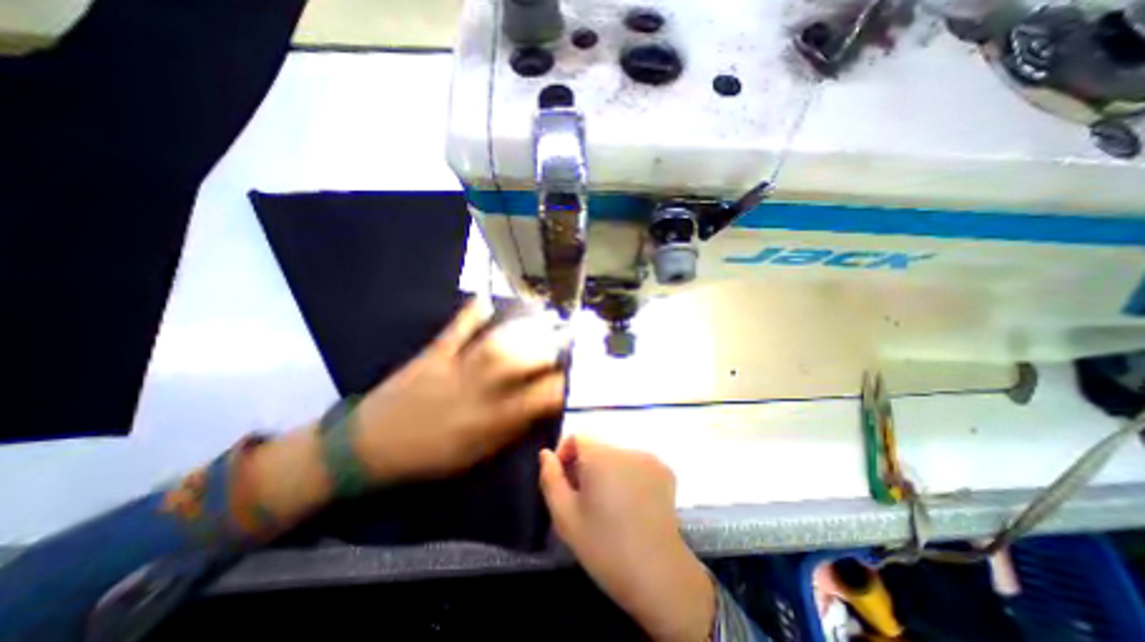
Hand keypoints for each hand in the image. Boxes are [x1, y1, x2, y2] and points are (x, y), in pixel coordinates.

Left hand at [349, 304, 562, 484]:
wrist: (366, 447)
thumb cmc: (428, 457)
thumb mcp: (474, 454)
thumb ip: (509, 431)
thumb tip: (537, 409)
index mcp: (489, 420)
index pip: (537, 399)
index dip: (561, 387)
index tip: (573, 378)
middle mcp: (477, 391)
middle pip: (519, 364)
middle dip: (546, 352)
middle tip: (563, 343)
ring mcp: (453, 369)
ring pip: (495, 346)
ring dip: (521, 333)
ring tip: (541, 322)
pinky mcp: (432, 355)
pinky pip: (455, 331)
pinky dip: (470, 314)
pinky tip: (485, 300)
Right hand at [541, 437, 713, 641]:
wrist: (658, 574)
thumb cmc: (604, 546)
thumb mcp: (565, 516)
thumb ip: (550, 478)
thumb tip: (546, 453)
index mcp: (600, 455)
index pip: (577, 437)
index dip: (565, 454)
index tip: (564, 481)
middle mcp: (626, 448)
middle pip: (598, 447)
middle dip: (586, 466)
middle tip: (584, 500)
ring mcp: (649, 458)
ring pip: (617, 456)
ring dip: (607, 471)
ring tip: (608, 505)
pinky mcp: (665, 471)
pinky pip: (637, 464)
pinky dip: (628, 476)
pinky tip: (631, 505)